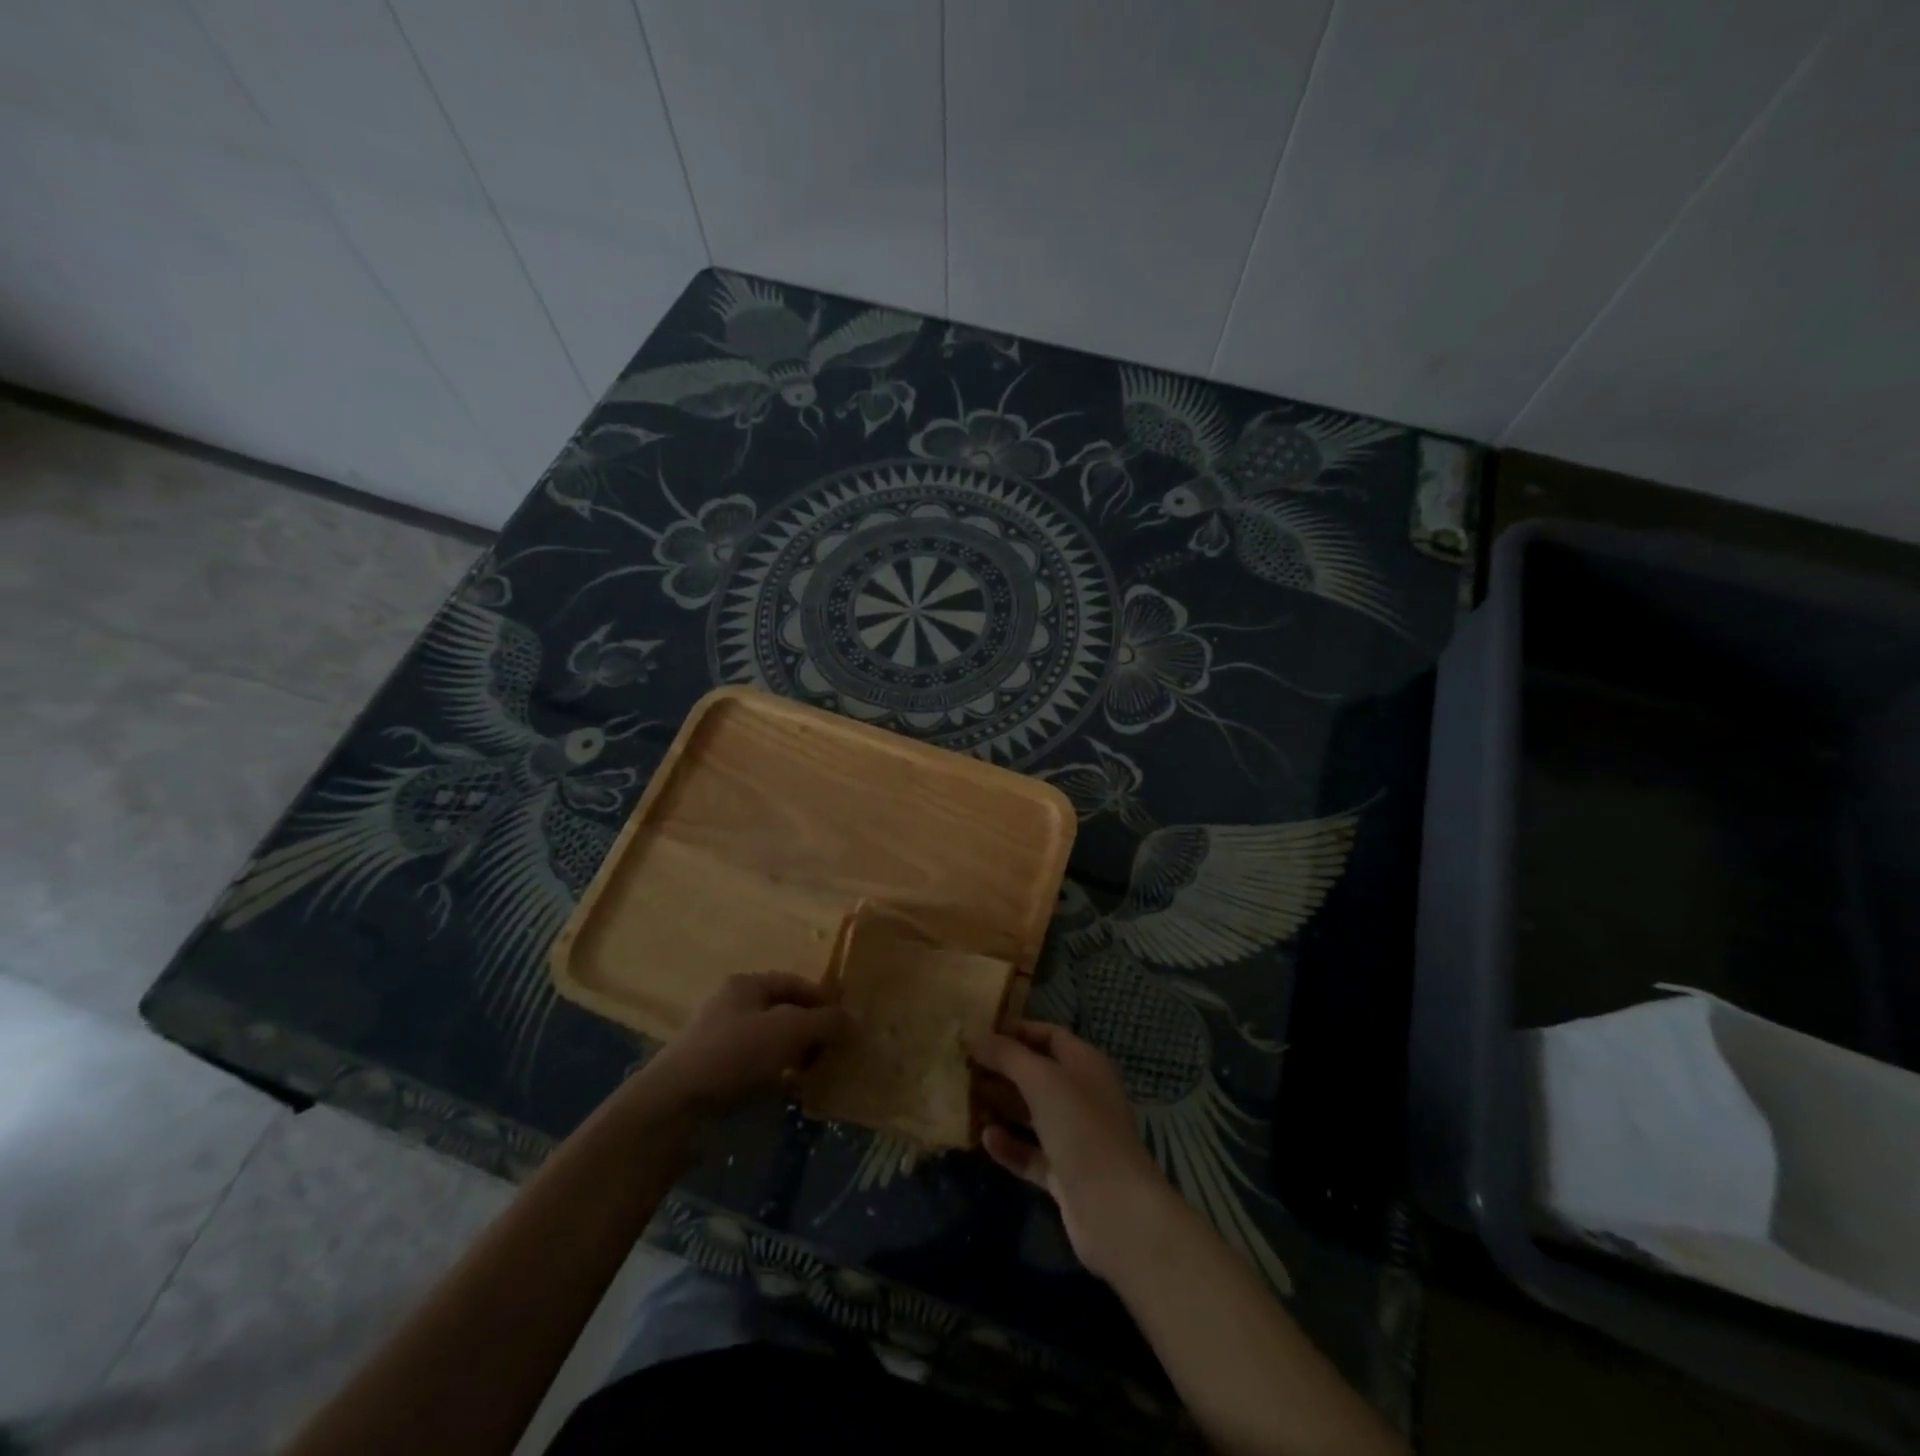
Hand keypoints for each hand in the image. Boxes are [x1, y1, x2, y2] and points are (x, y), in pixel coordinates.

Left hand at [638, 972, 849, 1120]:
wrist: (673, 1109)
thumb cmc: (734, 1055)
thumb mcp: (789, 1031)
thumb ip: (825, 1022)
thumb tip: (855, 1019)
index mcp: (746, 985)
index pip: (795, 983)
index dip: (824, 1000)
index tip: (849, 1023)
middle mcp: (732, 1008)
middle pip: (783, 1013)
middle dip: (812, 1031)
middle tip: (837, 1052)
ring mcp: (720, 1044)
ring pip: (770, 1044)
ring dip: (796, 1057)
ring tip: (819, 1075)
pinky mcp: (714, 1078)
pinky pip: (756, 1072)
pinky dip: (776, 1079)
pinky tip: (791, 1094)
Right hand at [968, 1021, 1176, 1281]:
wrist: (1115, 1209)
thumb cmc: (1081, 1128)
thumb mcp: (1041, 1080)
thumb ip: (1006, 1054)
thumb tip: (973, 1033)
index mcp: (1085, 1064)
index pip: (1047, 1035)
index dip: (1014, 1031)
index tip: (977, 1033)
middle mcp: (1081, 1095)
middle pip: (1035, 1074)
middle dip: (1000, 1069)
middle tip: (961, 1068)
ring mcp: (1073, 1136)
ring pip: (1030, 1114)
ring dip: (1000, 1106)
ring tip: (963, 1100)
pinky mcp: (1063, 1173)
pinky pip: (1030, 1152)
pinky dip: (1008, 1145)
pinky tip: (985, 1139)